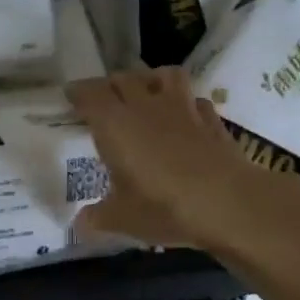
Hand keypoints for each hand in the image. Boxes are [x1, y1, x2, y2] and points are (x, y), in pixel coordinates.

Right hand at [66, 67, 282, 252]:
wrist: (227, 202)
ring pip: (164, 75)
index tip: (71, 97)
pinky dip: (186, 103)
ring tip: (146, 95)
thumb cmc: (164, 207)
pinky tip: (185, 118)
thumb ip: (98, 217)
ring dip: (151, 79)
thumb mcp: (123, 219)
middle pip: (123, 78)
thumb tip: (79, 224)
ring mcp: (182, 108)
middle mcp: (146, 106)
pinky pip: (195, 99)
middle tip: (105, 100)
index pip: (90, 94)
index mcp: (115, 124)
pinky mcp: (211, 118)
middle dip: (111, 85)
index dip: (79, 93)